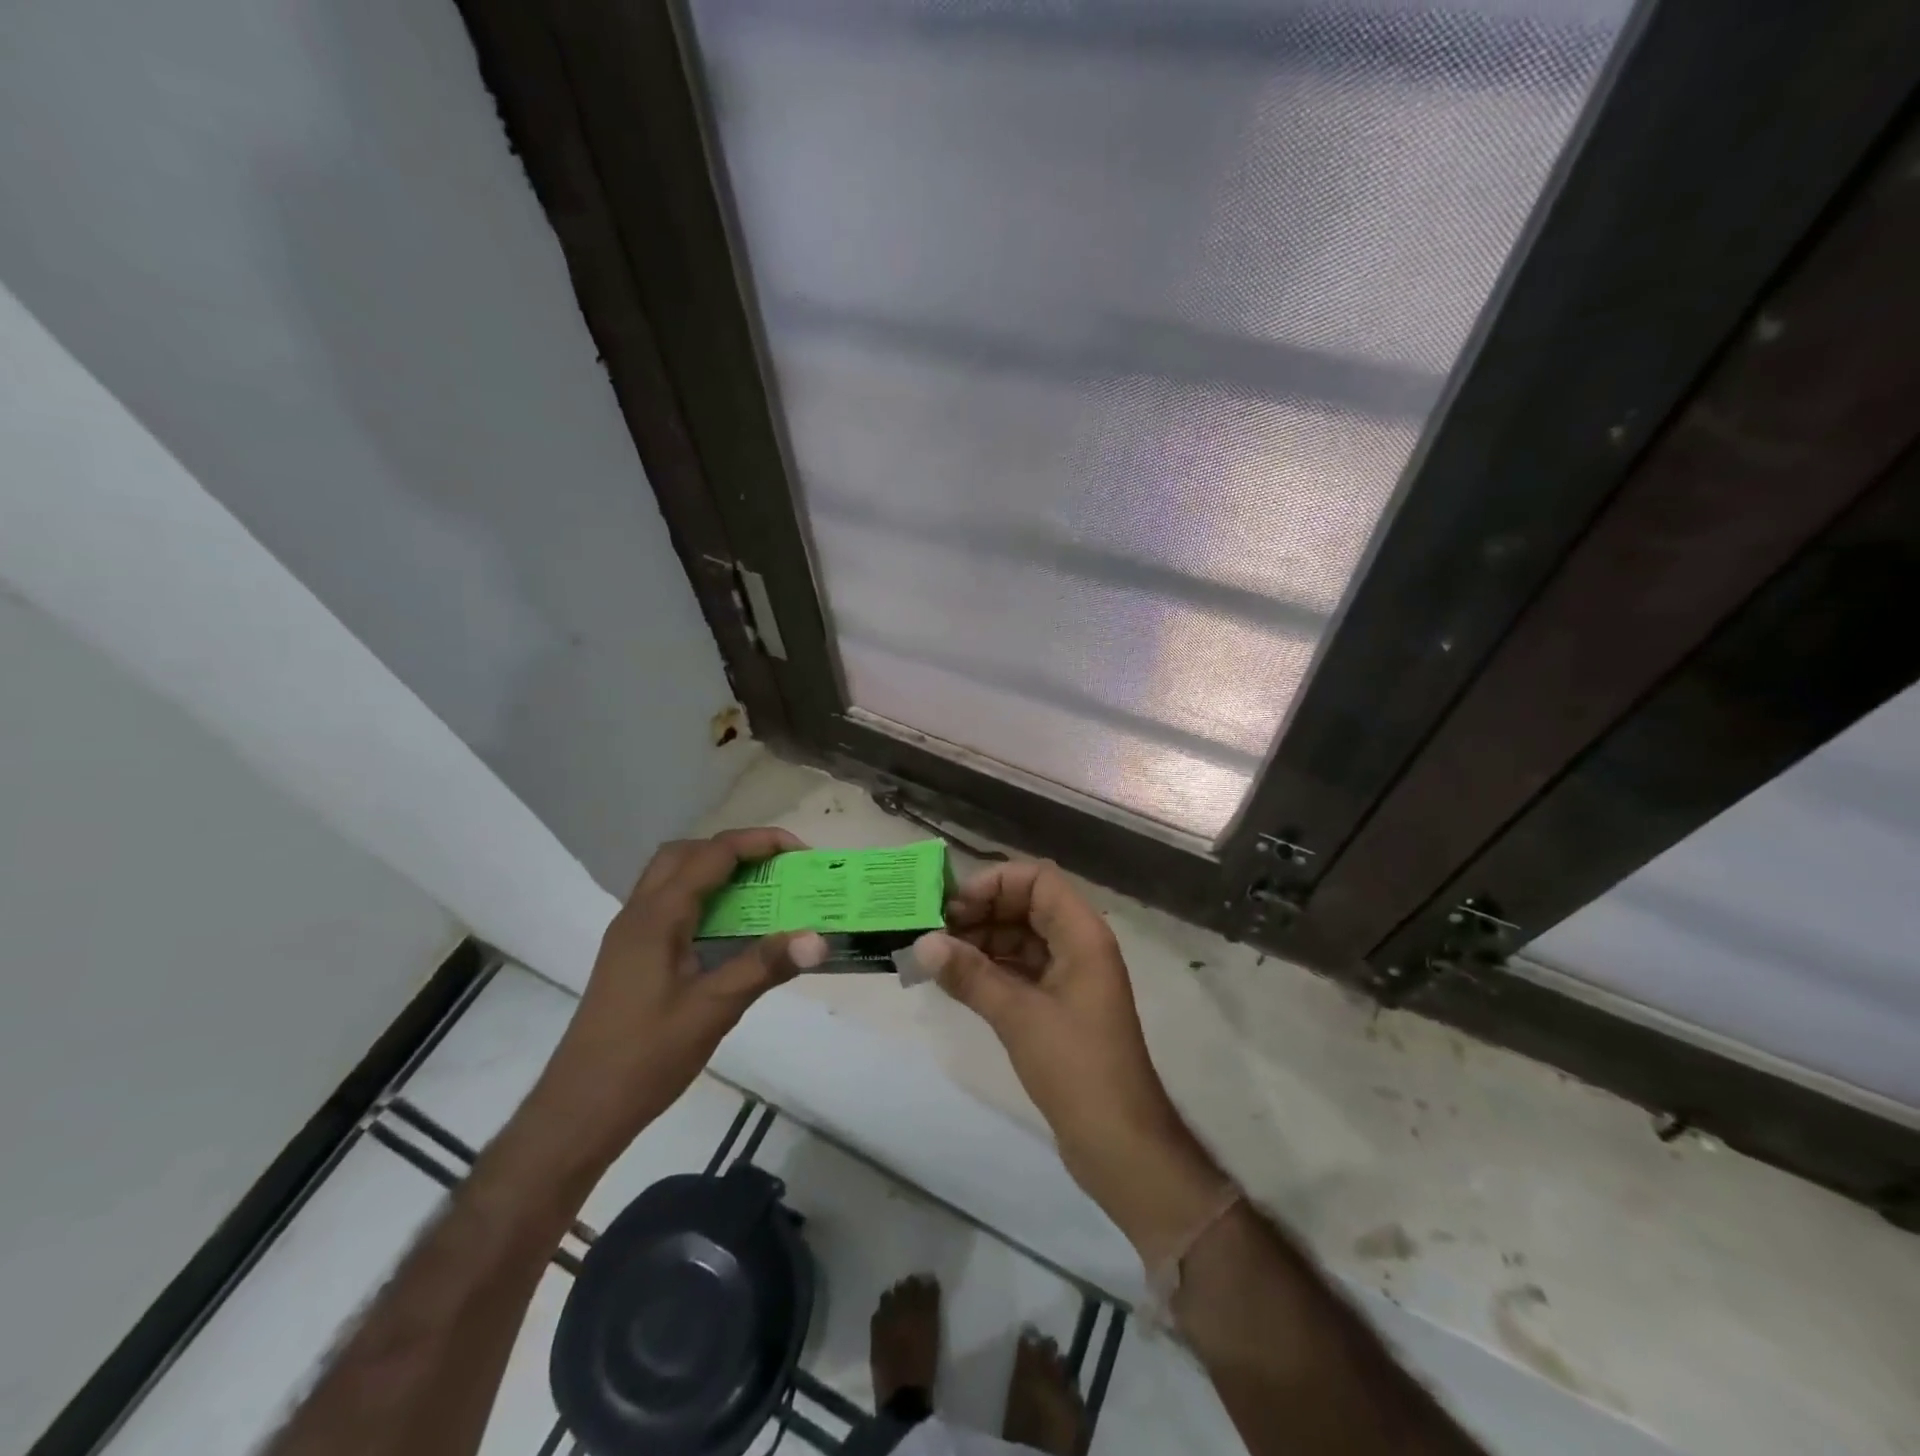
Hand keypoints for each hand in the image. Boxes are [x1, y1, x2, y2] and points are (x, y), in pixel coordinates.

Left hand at [537, 828, 827, 1154]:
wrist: (580, 1110)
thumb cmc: (646, 1058)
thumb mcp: (713, 1011)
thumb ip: (764, 967)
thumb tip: (819, 939)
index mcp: (657, 916)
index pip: (713, 854)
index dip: (759, 843)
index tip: (801, 853)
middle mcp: (639, 913)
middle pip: (687, 853)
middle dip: (735, 849)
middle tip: (776, 868)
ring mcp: (630, 934)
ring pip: (672, 876)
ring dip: (716, 870)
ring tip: (759, 892)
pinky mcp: (630, 955)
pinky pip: (669, 904)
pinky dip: (702, 897)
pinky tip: (728, 930)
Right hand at [913, 861, 1221, 1258]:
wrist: (1119, 1142)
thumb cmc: (1076, 1067)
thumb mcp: (1018, 1016)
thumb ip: (970, 975)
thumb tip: (922, 943)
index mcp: (1082, 934)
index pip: (1037, 879)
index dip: (995, 883)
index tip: (952, 907)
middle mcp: (1078, 945)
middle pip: (1027, 905)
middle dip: (981, 911)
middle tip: (934, 931)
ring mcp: (1070, 976)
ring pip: (1021, 938)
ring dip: (981, 941)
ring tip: (936, 955)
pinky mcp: (1059, 1005)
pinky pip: (1021, 969)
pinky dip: (990, 968)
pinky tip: (956, 980)